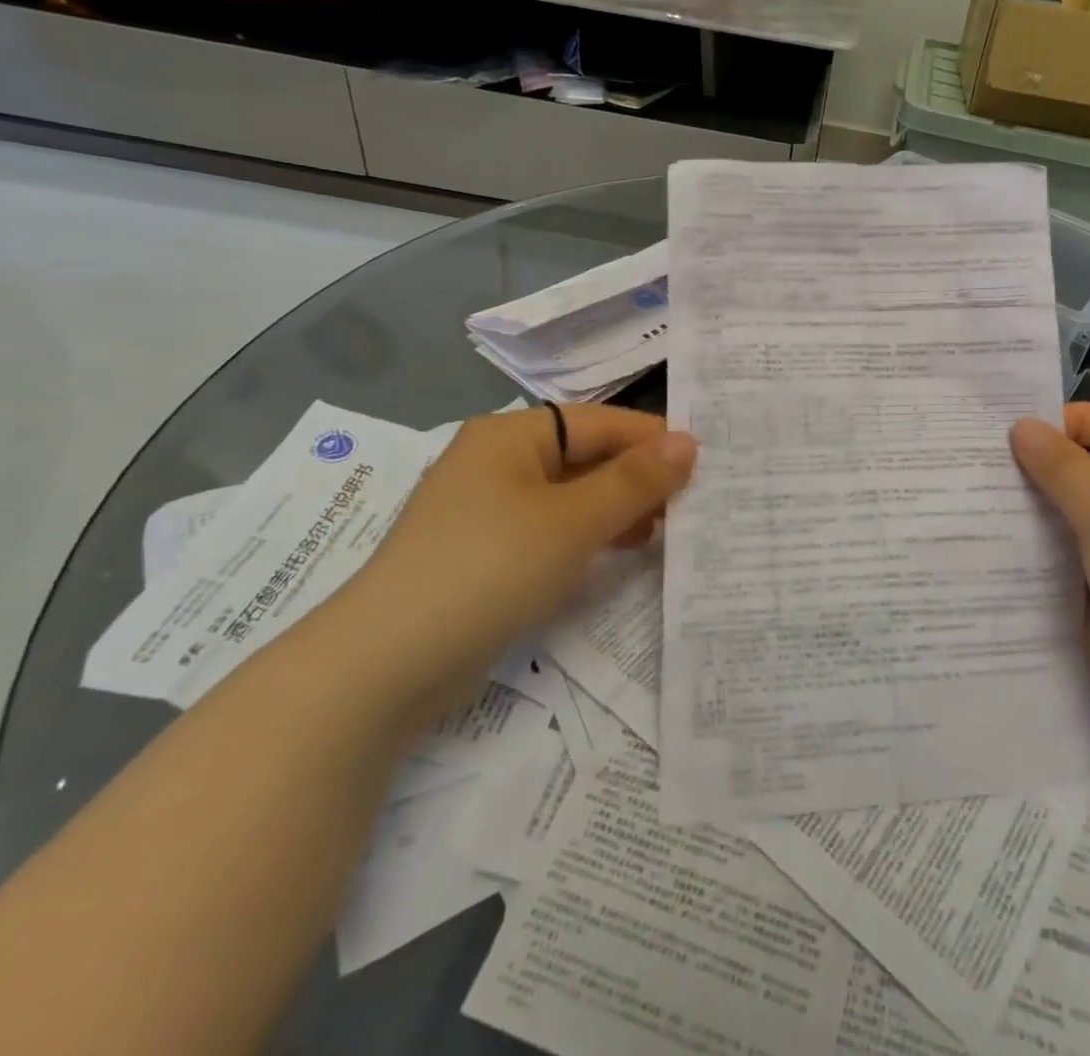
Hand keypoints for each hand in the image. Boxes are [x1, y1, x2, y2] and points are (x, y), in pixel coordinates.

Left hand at [304, 406, 695, 728]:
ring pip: (573, 495)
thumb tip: (689, 442)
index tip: (705, 465)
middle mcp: (500, 462)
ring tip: (666, 532)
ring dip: (619, 509)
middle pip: (588, 457)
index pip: (601, 422)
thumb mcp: (572, 522)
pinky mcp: (489, 552)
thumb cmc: (488, 569)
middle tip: (693, 505)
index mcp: (512, 436)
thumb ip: (635, 481)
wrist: (384, 667)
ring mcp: (491, 509)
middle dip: (639, 479)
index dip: (653, 441)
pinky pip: (554, 529)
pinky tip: (622, 553)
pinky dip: (590, 536)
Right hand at [1009, 405, 1089, 736]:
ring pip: (1070, 513)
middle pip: (1088, 467)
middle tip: (979, 462)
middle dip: (1039, 463)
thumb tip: (1021, 427)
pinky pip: (1062, 555)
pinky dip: (1033, 547)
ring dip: (1031, 507)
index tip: (1010, 432)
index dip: (1066, 421)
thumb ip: (1062, 465)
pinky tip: (992, 543)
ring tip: (975, 498)